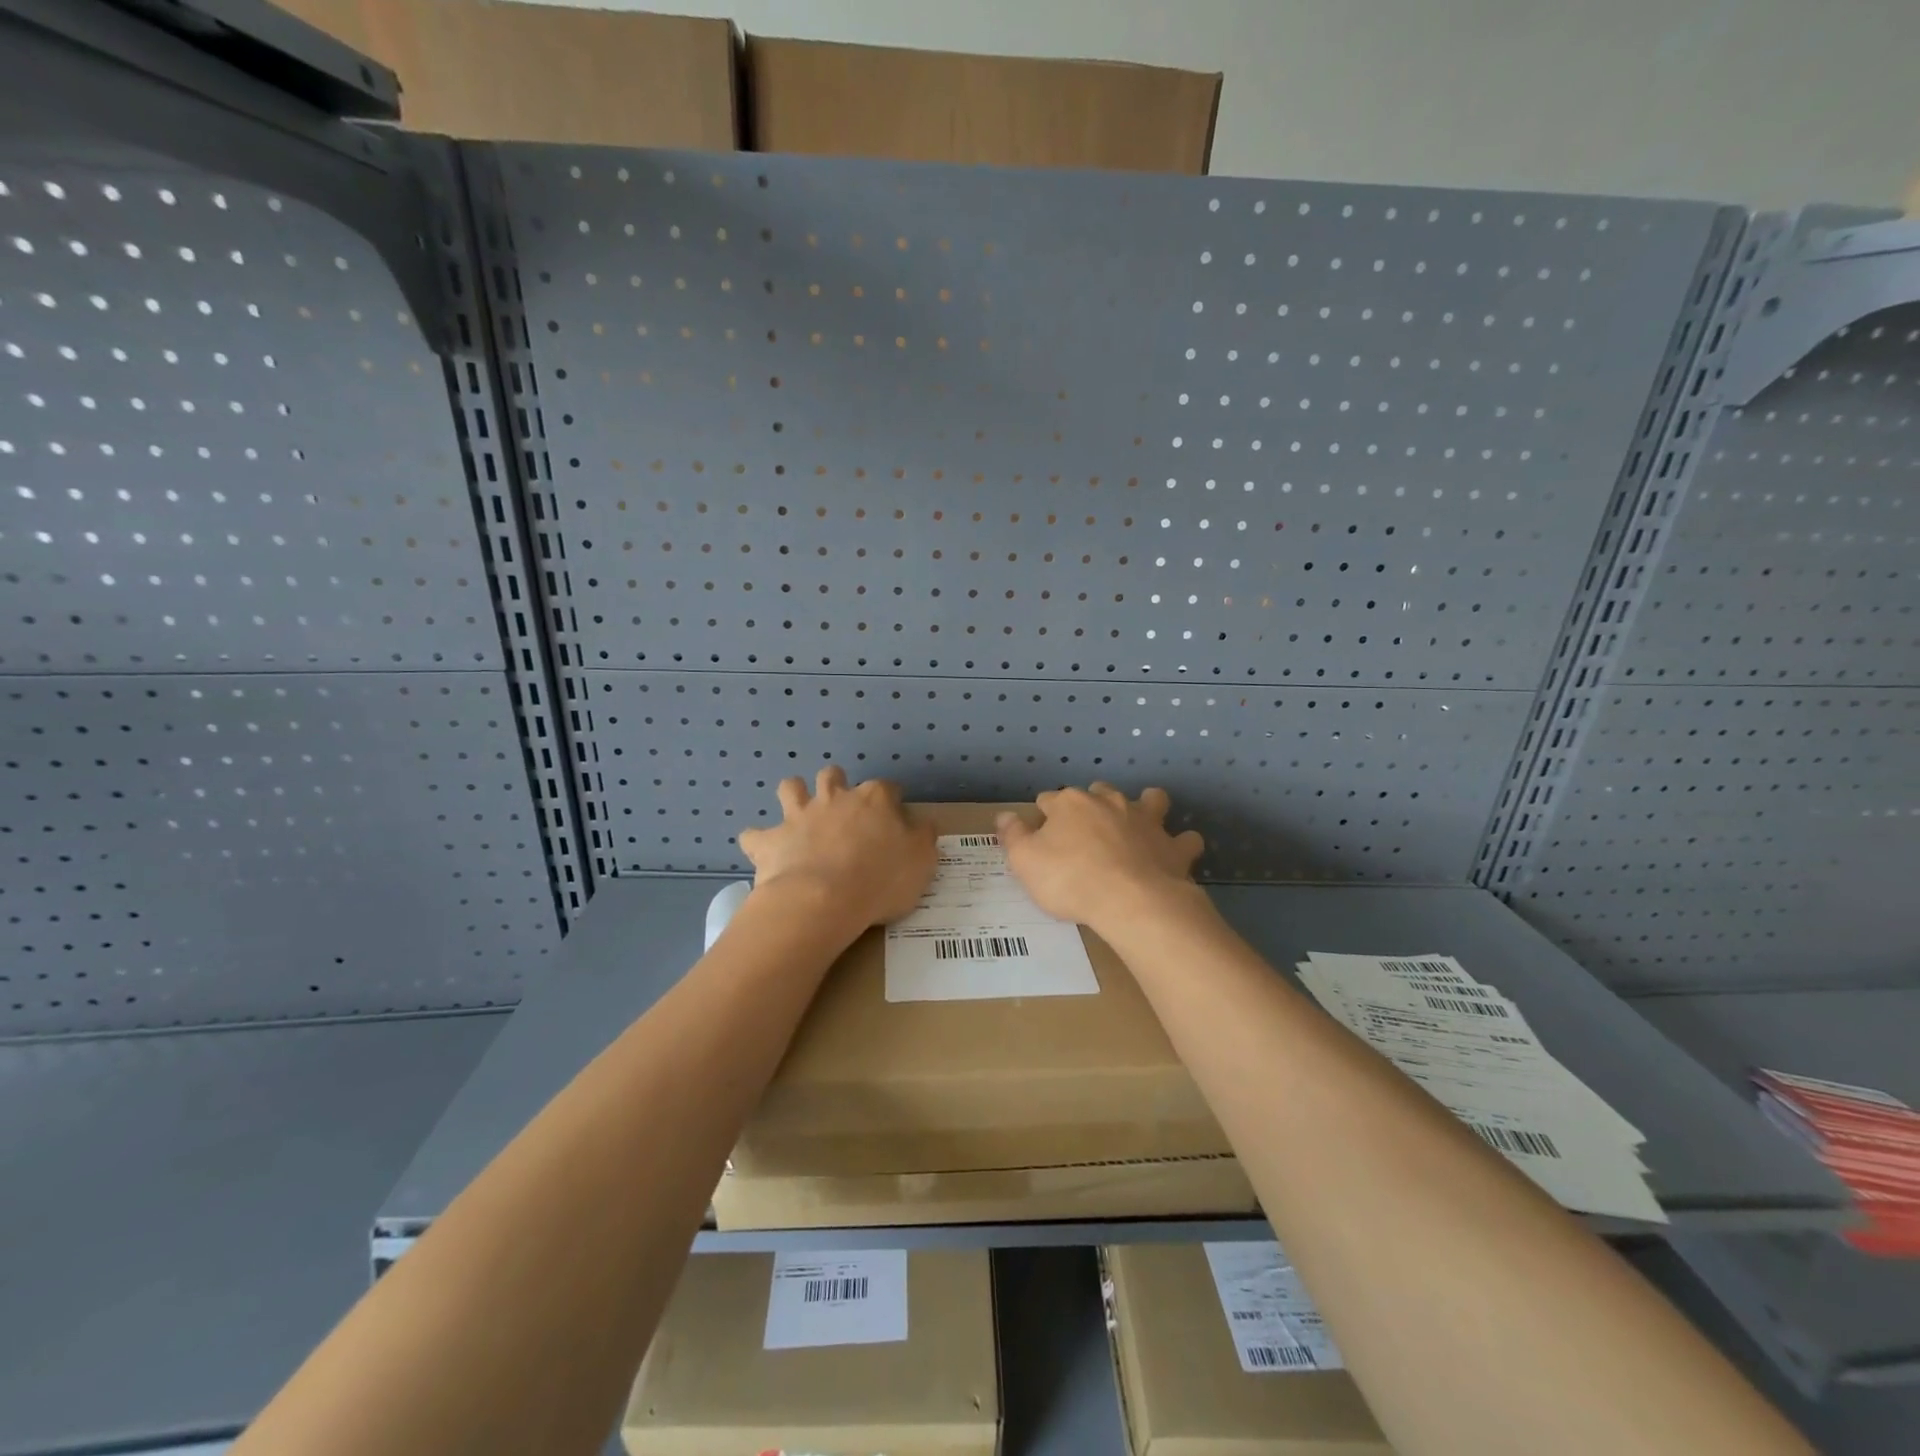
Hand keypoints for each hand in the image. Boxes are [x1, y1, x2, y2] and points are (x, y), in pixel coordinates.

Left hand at [738, 767, 936, 930]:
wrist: (823, 900)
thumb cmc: (880, 880)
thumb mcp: (922, 862)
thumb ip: (924, 838)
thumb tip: (924, 824)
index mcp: (874, 800)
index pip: (887, 788)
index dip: (891, 801)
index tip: (893, 817)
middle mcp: (835, 798)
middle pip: (833, 776)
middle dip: (836, 785)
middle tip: (842, 809)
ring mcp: (798, 816)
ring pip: (791, 787)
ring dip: (794, 796)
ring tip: (799, 814)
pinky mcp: (771, 840)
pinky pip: (755, 835)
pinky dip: (759, 841)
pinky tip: (764, 851)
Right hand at [996, 784, 1205, 936]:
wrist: (1132, 902)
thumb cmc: (1071, 880)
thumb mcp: (1025, 862)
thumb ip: (1013, 836)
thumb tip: (1003, 815)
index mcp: (1070, 804)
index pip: (1049, 800)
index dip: (1042, 816)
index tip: (1039, 836)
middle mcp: (1109, 802)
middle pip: (1097, 792)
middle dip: (1091, 804)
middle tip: (1084, 831)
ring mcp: (1146, 821)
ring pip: (1149, 800)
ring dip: (1144, 807)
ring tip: (1137, 824)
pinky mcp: (1173, 846)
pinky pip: (1185, 838)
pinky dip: (1180, 844)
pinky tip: (1174, 854)